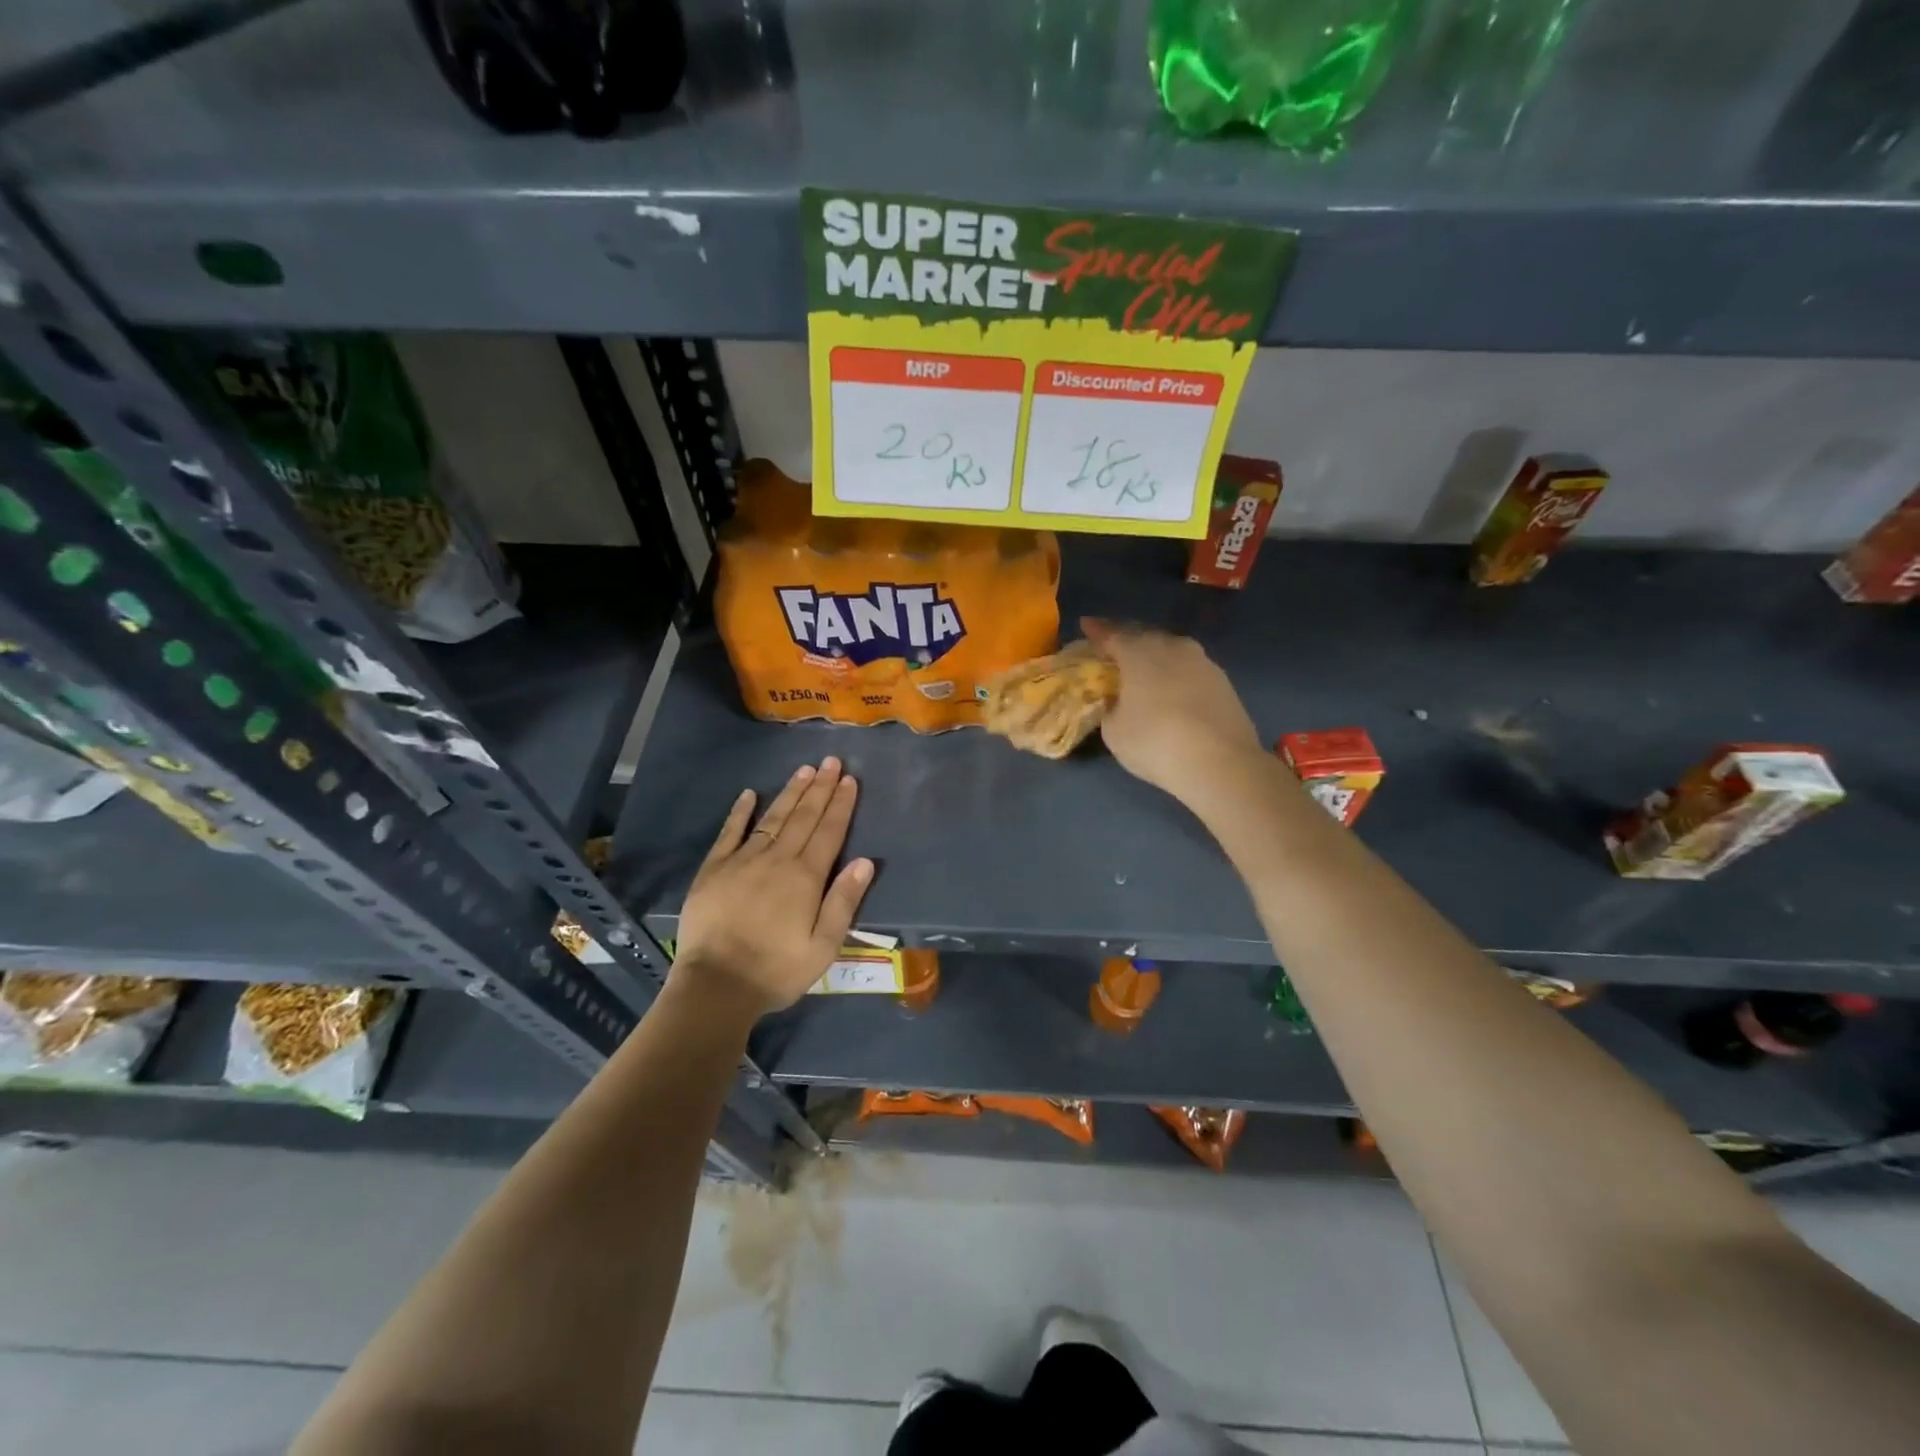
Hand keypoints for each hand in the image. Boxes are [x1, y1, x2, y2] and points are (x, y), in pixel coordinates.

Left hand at [670, 757, 873, 1016]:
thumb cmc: (776, 971)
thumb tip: (865, 861)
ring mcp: (742, 861)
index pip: (829, 832)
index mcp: (806, 878)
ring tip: (804, 770)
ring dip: (790, 793)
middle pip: (803, 817)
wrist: (716, 986)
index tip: (850, 780)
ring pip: (772, 818)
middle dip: (820, 788)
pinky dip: (740, 812)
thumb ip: (844, 901)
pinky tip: (749, 794)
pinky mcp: (713, 870)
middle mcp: (777, 860)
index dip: (841, 805)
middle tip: (831, 761)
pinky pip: (730, 833)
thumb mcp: (823, 946)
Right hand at [1082, 618, 1265, 809]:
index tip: (1086, 624)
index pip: (1111, 635)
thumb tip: (1119, 701)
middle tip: (1112, 650)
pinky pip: (1189, 670)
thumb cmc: (1156, 743)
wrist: (1221, 763)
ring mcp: (1202, 662)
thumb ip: (1111, 707)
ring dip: (1154, 658)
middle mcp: (1172, 647)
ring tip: (1143, 671)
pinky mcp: (1223, 681)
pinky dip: (1175, 675)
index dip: (1096, 631)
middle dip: (1126, 641)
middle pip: (1143, 637)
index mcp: (1139, 653)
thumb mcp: (1114, 731)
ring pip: (1170, 651)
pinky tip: (1171, 691)